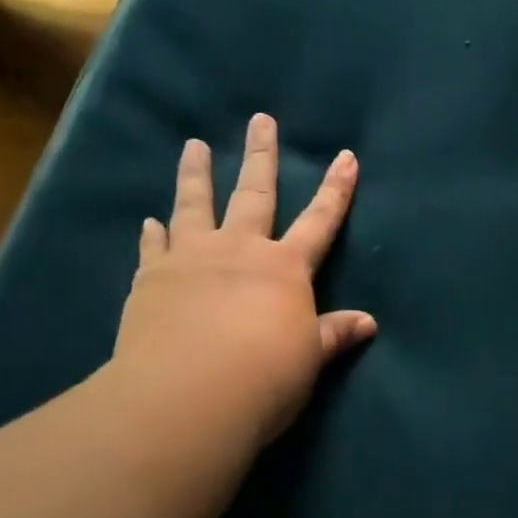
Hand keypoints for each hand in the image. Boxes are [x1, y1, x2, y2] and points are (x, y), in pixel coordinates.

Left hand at [108, 113, 374, 449]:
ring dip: (196, 173)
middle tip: (261, 120)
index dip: (336, 189)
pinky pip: (153, 246)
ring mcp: (191, 258)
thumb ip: (334, 334)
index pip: (319, 220)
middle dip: (261, 155)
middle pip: (255, 193)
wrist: (186, 397)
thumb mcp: (308, 357)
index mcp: (284, 268)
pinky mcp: (152, 278)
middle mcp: (240, 250)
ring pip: (195, 204)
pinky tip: (148, 220)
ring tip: (193, 145)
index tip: (346, 156)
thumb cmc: (263, 377)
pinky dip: (152, 233)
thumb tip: (369, 322)